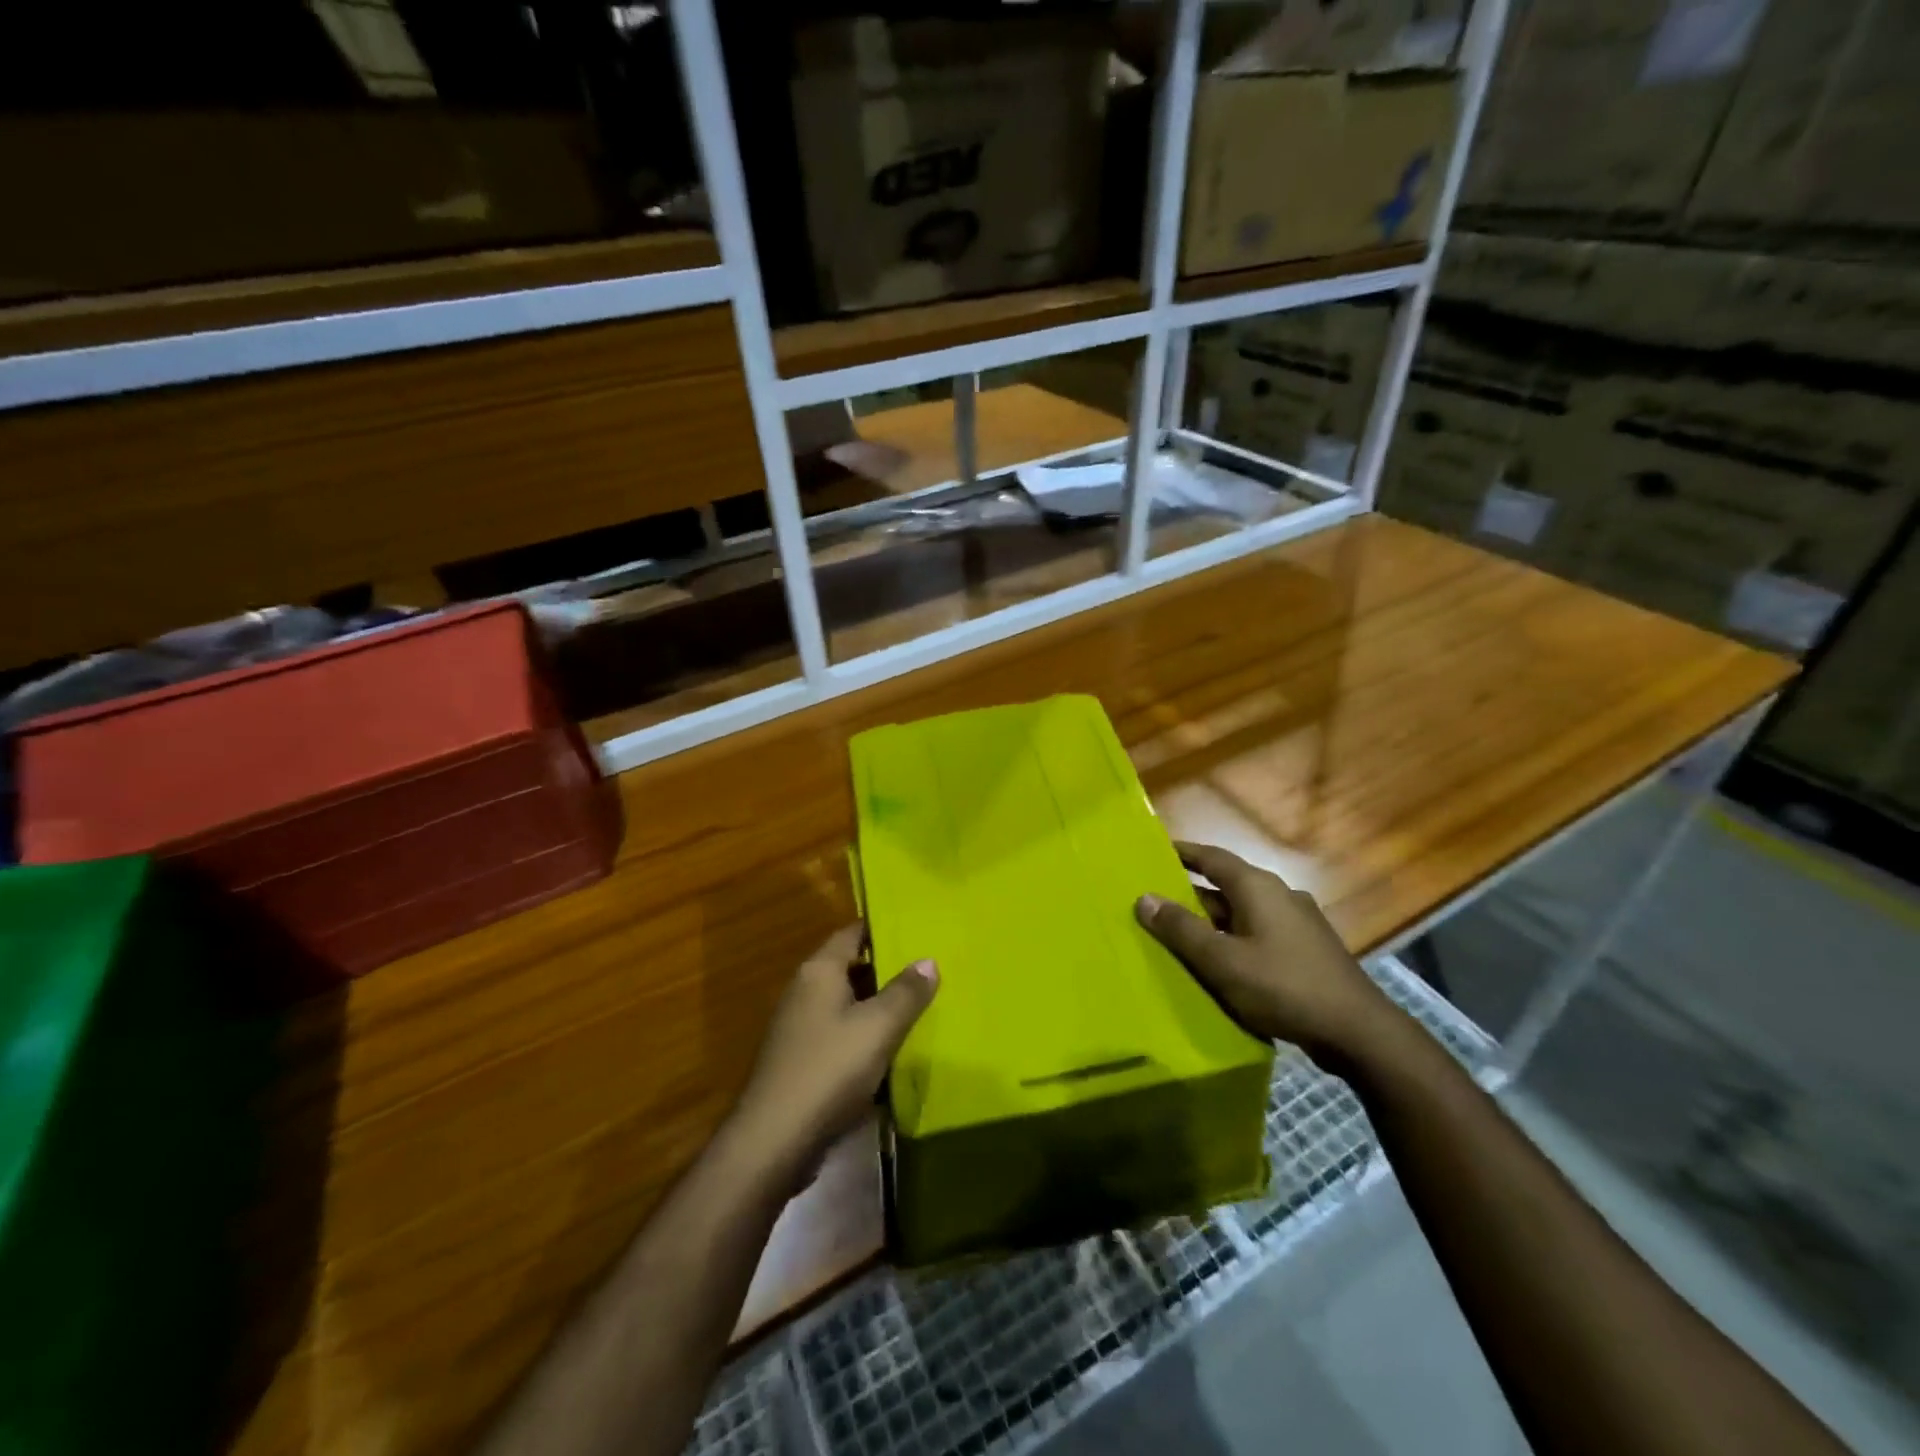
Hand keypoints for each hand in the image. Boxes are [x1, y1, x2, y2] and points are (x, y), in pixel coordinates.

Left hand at [729, 924, 937, 1190]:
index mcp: (819, 971)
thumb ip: (906, 992)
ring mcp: (798, 1028)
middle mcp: (804, 991)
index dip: (883, 928)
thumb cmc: (829, 1070)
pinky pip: (839, 1036)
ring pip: (846, 1004)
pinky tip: (891, 1053)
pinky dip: (864, 1038)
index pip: (852, 933)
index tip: (917, 929)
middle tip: (928, 970)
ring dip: (877, 1007)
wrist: (774, 1142)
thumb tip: (928, 959)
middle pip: (849, 968)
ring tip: (919, 1008)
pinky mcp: (800, 1062)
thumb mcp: (878, 1027)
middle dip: (886, 969)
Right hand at [1135, 842, 1395, 1070]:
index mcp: (1258, 888)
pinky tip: (1221, 964)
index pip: (1212, 858)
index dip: (1182, 853)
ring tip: (1180, 936)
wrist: (1358, 1032)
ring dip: (1212, 921)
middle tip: (1156, 903)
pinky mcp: (1307, 950)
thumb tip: (1144, 899)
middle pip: (1226, 886)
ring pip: (1243, 913)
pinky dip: (1234, 940)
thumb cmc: (1283, 987)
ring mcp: (1298, 923)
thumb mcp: (1222, 961)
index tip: (1155, 851)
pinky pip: (1259, 934)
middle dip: (1191, 894)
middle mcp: (1279, 895)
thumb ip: (1181, 930)